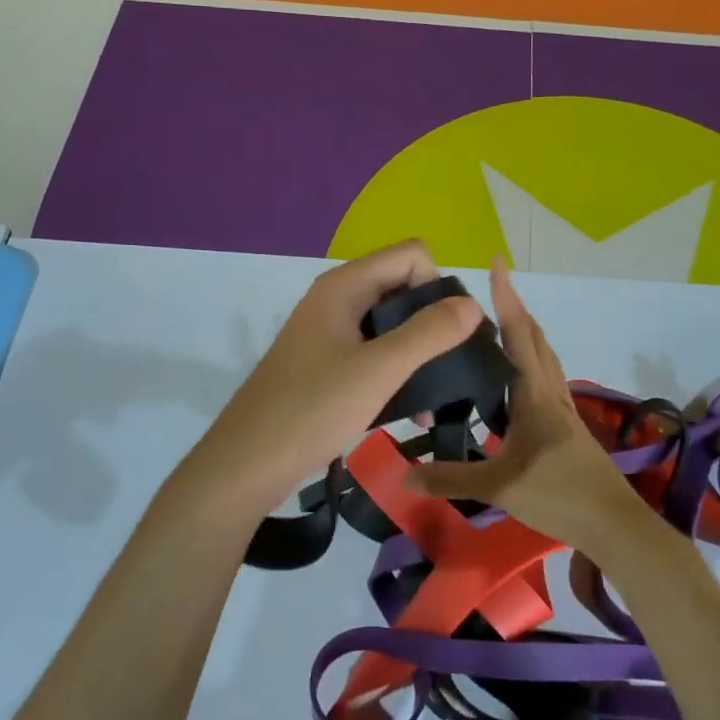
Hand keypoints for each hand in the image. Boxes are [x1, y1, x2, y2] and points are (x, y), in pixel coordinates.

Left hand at [181, 240, 483, 516]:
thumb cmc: (312, 410)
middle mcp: (337, 298)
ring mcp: (330, 331)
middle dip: (435, 322)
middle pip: (404, 286)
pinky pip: (375, 350)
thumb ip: (429, 334)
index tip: (448, 335)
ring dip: (420, 353)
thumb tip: (473, 304)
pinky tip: (414, 411)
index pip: (412, 255)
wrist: (247, 463)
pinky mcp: (327, 362)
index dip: (437, 287)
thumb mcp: (379, 371)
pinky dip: (398, 371)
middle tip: (454, 367)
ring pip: (392, 323)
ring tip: (439, 397)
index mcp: (345, 286)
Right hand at [405, 257, 654, 552]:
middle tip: (485, 292)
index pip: (517, 333)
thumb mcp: (498, 487)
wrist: (615, 525)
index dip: (506, 296)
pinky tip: (511, 381)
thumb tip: (401, 474)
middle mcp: (550, 391)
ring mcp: (562, 407)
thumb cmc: (559, 496)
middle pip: (533, 337)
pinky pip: (545, 377)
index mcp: (534, 393)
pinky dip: (528, 361)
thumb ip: (449, 479)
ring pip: (543, 355)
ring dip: (523, 332)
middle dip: (512, 308)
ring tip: (494, 327)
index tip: (497, 262)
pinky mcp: (567, 425)